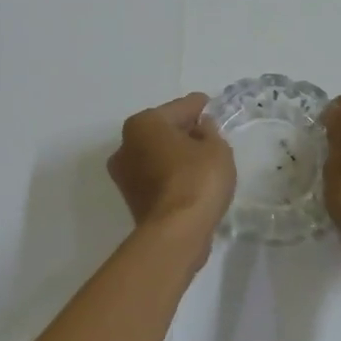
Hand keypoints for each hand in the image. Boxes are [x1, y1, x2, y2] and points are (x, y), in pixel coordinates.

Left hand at [108, 94, 235, 239]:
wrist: (176, 233)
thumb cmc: (197, 179)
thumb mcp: (217, 147)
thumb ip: (210, 131)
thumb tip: (200, 128)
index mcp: (144, 123)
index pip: (180, 107)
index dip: (201, 107)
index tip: (213, 108)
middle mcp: (125, 144)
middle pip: (163, 130)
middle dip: (185, 132)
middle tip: (211, 138)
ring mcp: (124, 174)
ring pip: (157, 154)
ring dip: (176, 155)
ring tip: (203, 162)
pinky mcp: (131, 198)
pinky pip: (156, 176)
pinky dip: (171, 175)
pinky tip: (191, 181)